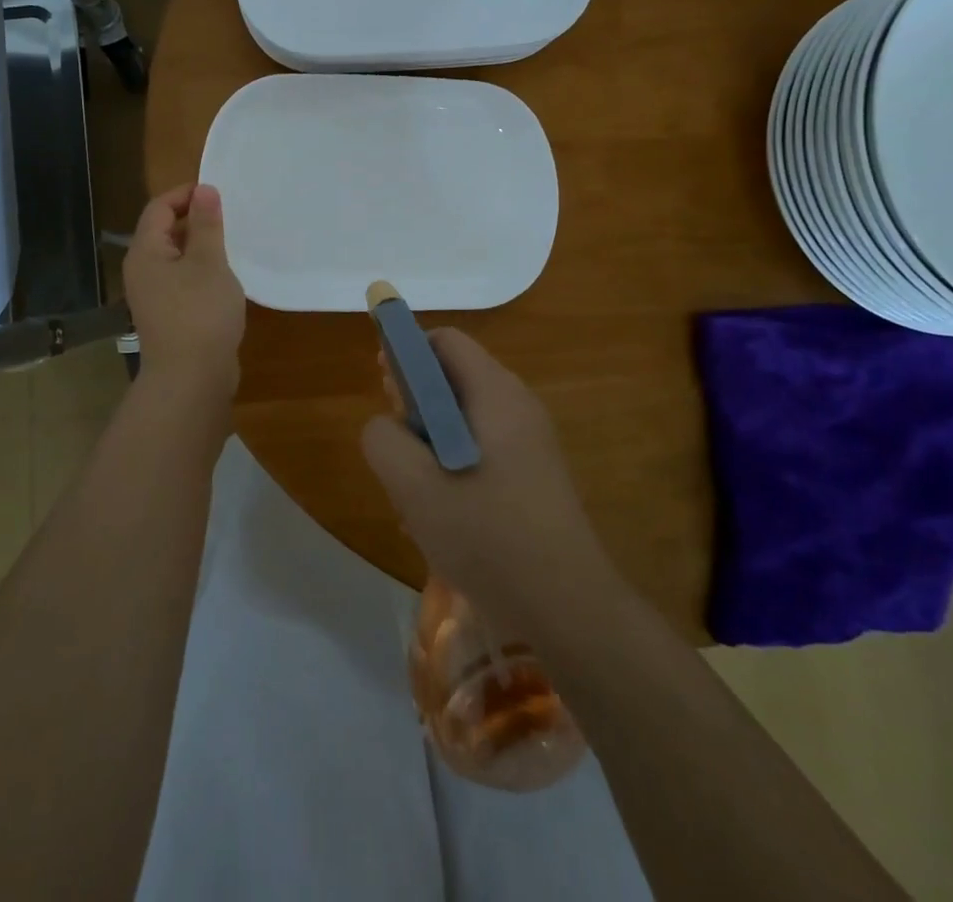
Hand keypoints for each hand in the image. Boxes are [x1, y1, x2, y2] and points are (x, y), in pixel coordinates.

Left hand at [123, 184, 245, 400]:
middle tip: (229, 216)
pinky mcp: (168, 315)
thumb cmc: (200, 312)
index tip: (218, 193)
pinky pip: (181, 280)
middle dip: (194, 219)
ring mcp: (153, 295)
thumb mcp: (209, 262)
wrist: (190, 378)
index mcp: (145, 252)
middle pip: (163, 231)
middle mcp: (142, 270)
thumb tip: (204, 190)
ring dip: (200, 247)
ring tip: (231, 244)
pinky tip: (224, 278)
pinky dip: (200, 271)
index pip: (159, 207)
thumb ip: (206, 224)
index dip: (186, 194)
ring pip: (175, 258)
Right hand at [362, 329, 613, 622]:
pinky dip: (453, 468)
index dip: (406, 353)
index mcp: (496, 394)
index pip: (444, 341)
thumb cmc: (489, 537)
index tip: (383, 388)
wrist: (569, 610)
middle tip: (395, 450)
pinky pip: (482, 452)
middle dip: (415, 406)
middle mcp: (519, 407)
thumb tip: (385, 427)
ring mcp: (531, 444)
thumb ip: (384, 440)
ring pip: (463, 422)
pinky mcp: (535, 478)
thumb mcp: (415, 486)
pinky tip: (441, 519)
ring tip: (413, 496)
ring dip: (429, 446)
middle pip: (454, 379)